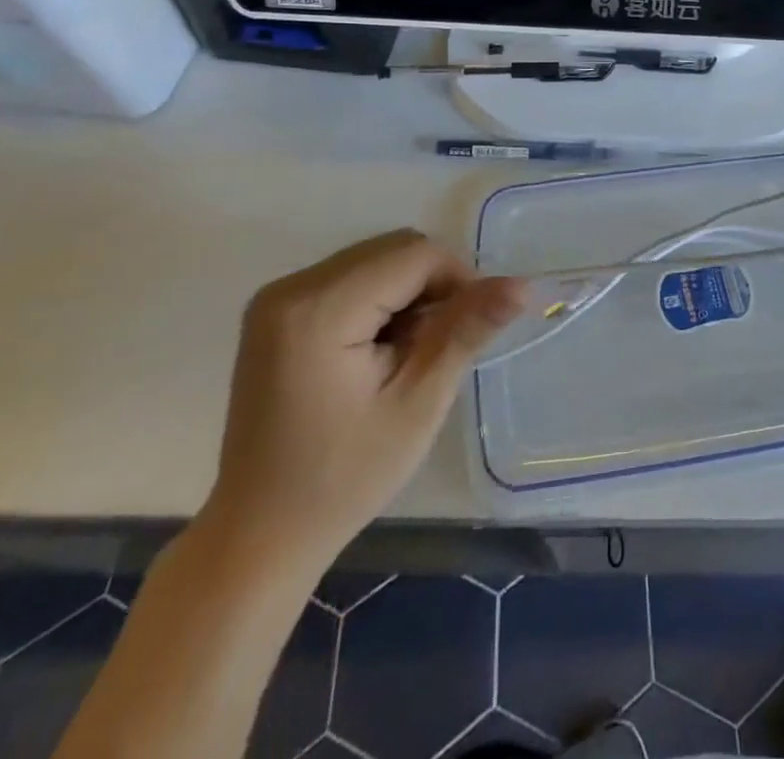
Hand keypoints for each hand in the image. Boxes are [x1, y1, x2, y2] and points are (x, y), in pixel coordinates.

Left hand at [200, 230, 525, 575]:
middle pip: (394, 250)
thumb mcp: (419, 402)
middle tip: (439, 347)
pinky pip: (352, 277)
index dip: (458, 280)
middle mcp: (291, 288)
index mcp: (318, 310)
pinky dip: (382, 299)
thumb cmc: (344, 476)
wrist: (260, 534)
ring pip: (377, 259)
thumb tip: (523, 285)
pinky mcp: (276, 311)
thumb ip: (466, 330)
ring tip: (409, 353)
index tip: (470, 331)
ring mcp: (278, 298)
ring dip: (409, 293)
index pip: (415, 255)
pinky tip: (380, 350)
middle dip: (432, 286)